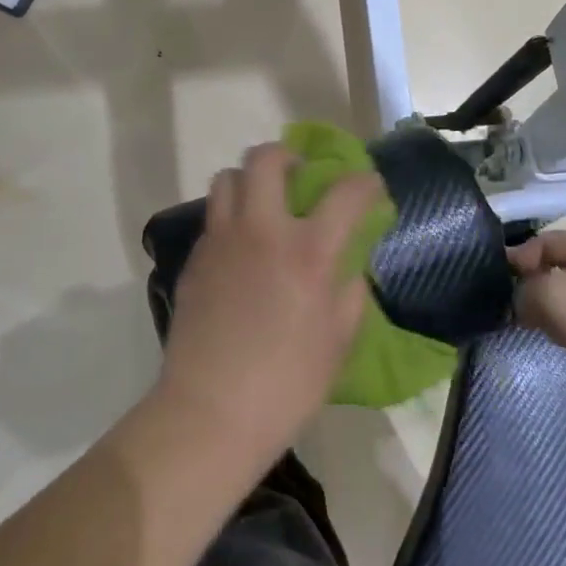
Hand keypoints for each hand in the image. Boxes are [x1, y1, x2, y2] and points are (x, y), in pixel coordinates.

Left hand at [156, 143, 384, 466]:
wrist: (210, 411)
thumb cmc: (286, 385)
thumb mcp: (337, 344)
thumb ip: (349, 296)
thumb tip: (348, 271)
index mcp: (308, 253)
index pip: (345, 193)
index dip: (364, 182)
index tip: (370, 186)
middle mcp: (262, 231)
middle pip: (266, 159)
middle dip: (287, 154)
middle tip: (298, 172)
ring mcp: (221, 241)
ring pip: (227, 178)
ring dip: (249, 180)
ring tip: (262, 204)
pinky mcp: (195, 258)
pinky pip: (213, 218)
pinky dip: (230, 218)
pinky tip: (240, 249)